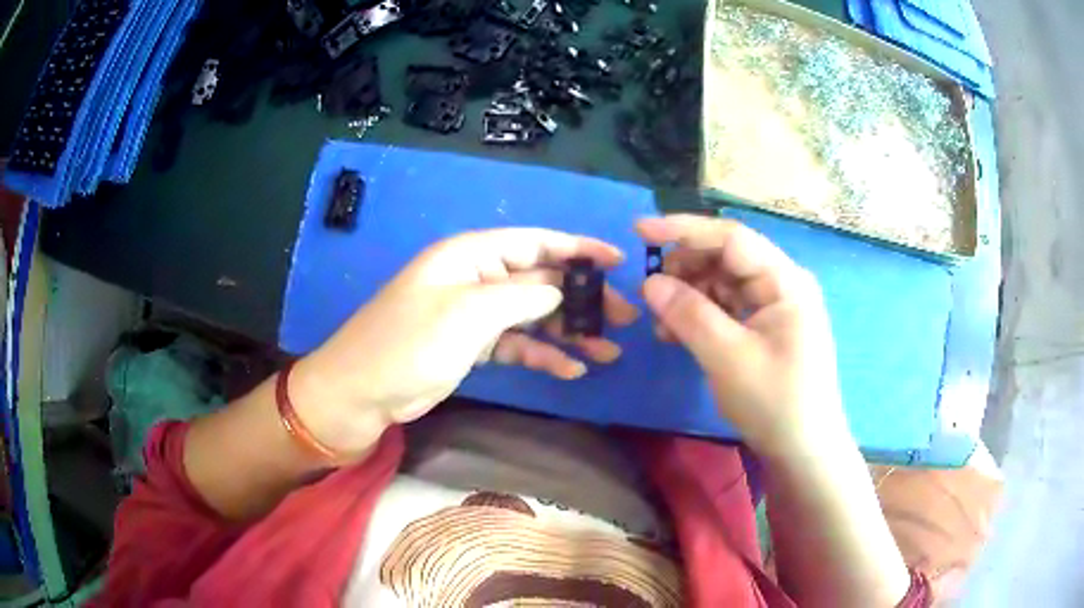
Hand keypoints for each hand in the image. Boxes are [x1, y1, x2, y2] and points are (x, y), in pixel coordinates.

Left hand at [290, 228, 638, 455]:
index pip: (536, 242)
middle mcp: (476, 278)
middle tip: (625, 318)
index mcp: (471, 256)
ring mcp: (475, 314)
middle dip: (583, 299)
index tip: (618, 262)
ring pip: (534, 315)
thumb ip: (521, 297)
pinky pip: (517, 344)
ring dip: (569, 331)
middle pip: (541, 281)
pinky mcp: (472, 345)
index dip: (578, 249)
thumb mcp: (467, 315)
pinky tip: (571, 370)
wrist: (360, 393)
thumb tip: (561, 289)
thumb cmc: (408, 344)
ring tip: (608, 350)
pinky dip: (543, 355)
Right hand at [636, 215, 847, 458]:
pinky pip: (727, 308)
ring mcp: (775, 307)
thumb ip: (688, 314)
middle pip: (727, 258)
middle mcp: (782, 284)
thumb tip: (649, 281)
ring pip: (723, 283)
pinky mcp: (765, 328)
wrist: (803, 451)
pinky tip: (676, 333)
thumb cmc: (775, 402)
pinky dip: (700, 316)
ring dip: (689, 295)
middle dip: (685, 269)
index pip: (732, 238)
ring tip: (660, 323)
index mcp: (785, 281)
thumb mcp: (727, 358)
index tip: (640, 230)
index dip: (684, 230)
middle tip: (650, 291)